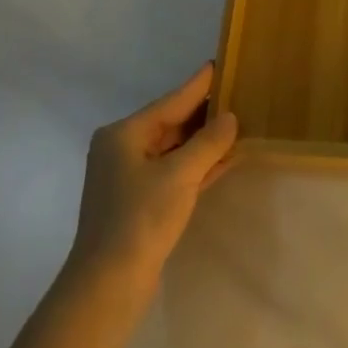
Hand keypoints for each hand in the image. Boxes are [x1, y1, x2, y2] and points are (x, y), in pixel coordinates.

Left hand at [65, 63, 237, 293]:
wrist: (108, 284)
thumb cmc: (140, 219)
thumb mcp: (180, 175)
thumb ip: (208, 142)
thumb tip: (230, 117)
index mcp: (124, 134)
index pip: (171, 101)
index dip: (199, 84)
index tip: (219, 62)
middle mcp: (123, 149)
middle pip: (172, 122)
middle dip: (205, 112)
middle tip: (239, 92)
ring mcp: (130, 177)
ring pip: (175, 148)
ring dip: (205, 140)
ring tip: (239, 121)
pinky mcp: (141, 202)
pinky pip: (175, 171)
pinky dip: (199, 164)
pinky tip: (226, 158)